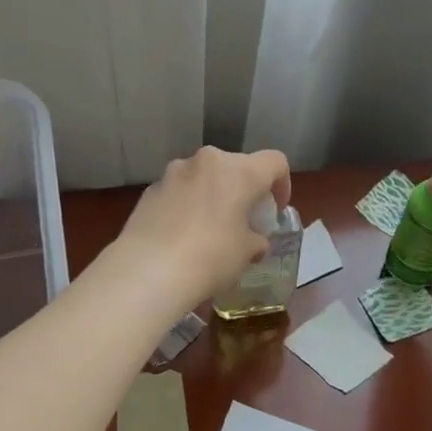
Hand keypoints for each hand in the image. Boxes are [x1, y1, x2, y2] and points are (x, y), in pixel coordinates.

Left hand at [110, 146, 290, 308]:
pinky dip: (186, 205)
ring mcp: (173, 172)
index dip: (282, 184)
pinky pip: (179, 191)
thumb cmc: (211, 257)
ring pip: (204, 176)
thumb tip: (254, 241)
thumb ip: (256, 240)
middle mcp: (206, 161)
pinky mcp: (150, 189)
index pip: (275, 162)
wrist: (149, 269)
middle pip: (236, 166)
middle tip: (243, 220)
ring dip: (212, 194)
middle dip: (243, 189)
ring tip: (210, 228)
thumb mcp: (247, 253)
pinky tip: (181, 235)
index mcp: (239, 171)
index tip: (275, 210)